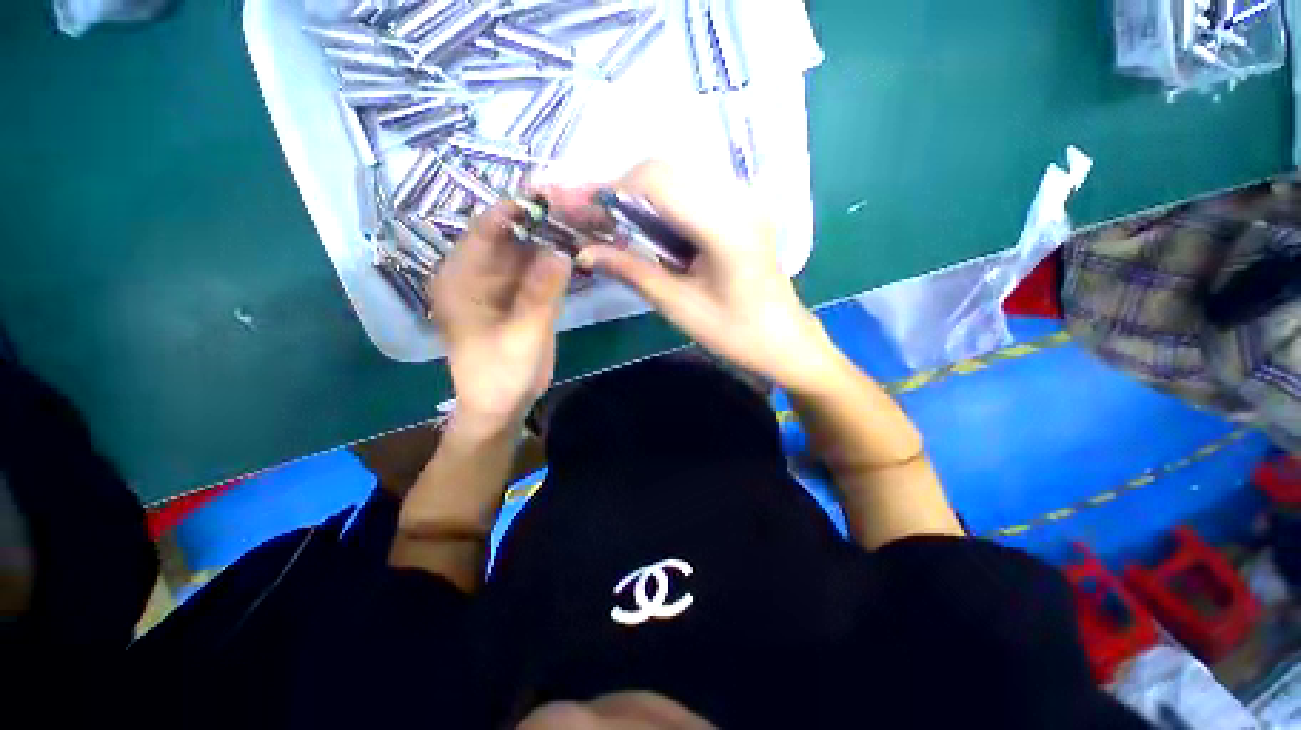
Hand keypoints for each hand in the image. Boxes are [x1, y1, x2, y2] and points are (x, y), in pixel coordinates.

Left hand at [428, 201, 571, 433]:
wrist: (503, 405)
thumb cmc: (501, 374)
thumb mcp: (522, 335)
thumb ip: (541, 294)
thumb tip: (560, 251)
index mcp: (461, 278)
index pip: (487, 229)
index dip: (518, 209)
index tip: (554, 195)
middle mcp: (478, 273)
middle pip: (511, 236)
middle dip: (544, 222)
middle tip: (582, 209)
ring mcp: (501, 284)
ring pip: (528, 251)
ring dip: (555, 239)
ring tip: (588, 224)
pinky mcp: (520, 296)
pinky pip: (539, 270)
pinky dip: (559, 261)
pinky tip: (582, 251)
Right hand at [554, 160, 839, 392]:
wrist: (783, 340)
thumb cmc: (735, 333)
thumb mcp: (679, 306)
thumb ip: (632, 272)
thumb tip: (584, 252)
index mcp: (725, 227)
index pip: (657, 182)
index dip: (613, 191)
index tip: (585, 213)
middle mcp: (738, 199)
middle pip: (665, 168)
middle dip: (623, 189)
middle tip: (598, 222)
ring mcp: (744, 199)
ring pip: (677, 174)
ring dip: (640, 193)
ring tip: (618, 226)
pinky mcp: (743, 207)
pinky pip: (693, 188)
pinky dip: (662, 201)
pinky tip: (650, 228)